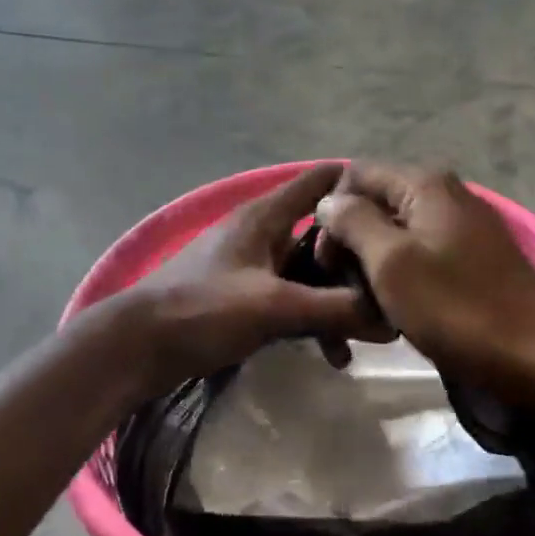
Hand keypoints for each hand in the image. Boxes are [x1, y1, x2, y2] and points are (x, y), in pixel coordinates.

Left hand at [120, 164, 377, 389]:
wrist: (135, 348)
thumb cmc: (202, 311)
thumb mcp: (275, 307)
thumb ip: (335, 310)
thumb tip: (393, 320)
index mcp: (265, 216)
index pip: (320, 182)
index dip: (359, 188)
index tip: (399, 211)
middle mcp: (261, 234)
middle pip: (322, 234)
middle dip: (356, 260)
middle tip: (394, 286)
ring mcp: (251, 267)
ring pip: (308, 274)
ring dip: (337, 300)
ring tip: (368, 335)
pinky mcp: (243, 299)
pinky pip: (291, 301)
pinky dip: (312, 319)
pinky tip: (331, 353)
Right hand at [313, 163, 534, 410]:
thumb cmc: (459, 309)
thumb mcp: (392, 262)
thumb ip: (353, 222)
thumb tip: (328, 201)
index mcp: (424, 184)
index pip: (354, 175)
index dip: (330, 214)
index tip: (324, 262)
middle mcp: (443, 197)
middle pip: (373, 207)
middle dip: (348, 248)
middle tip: (344, 296)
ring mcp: (459, 232)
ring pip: (392, 241)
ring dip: (370, 274)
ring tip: (367, 316)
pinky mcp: (469, 265)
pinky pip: (417, 263)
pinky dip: (397, 286)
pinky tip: (394, 319)